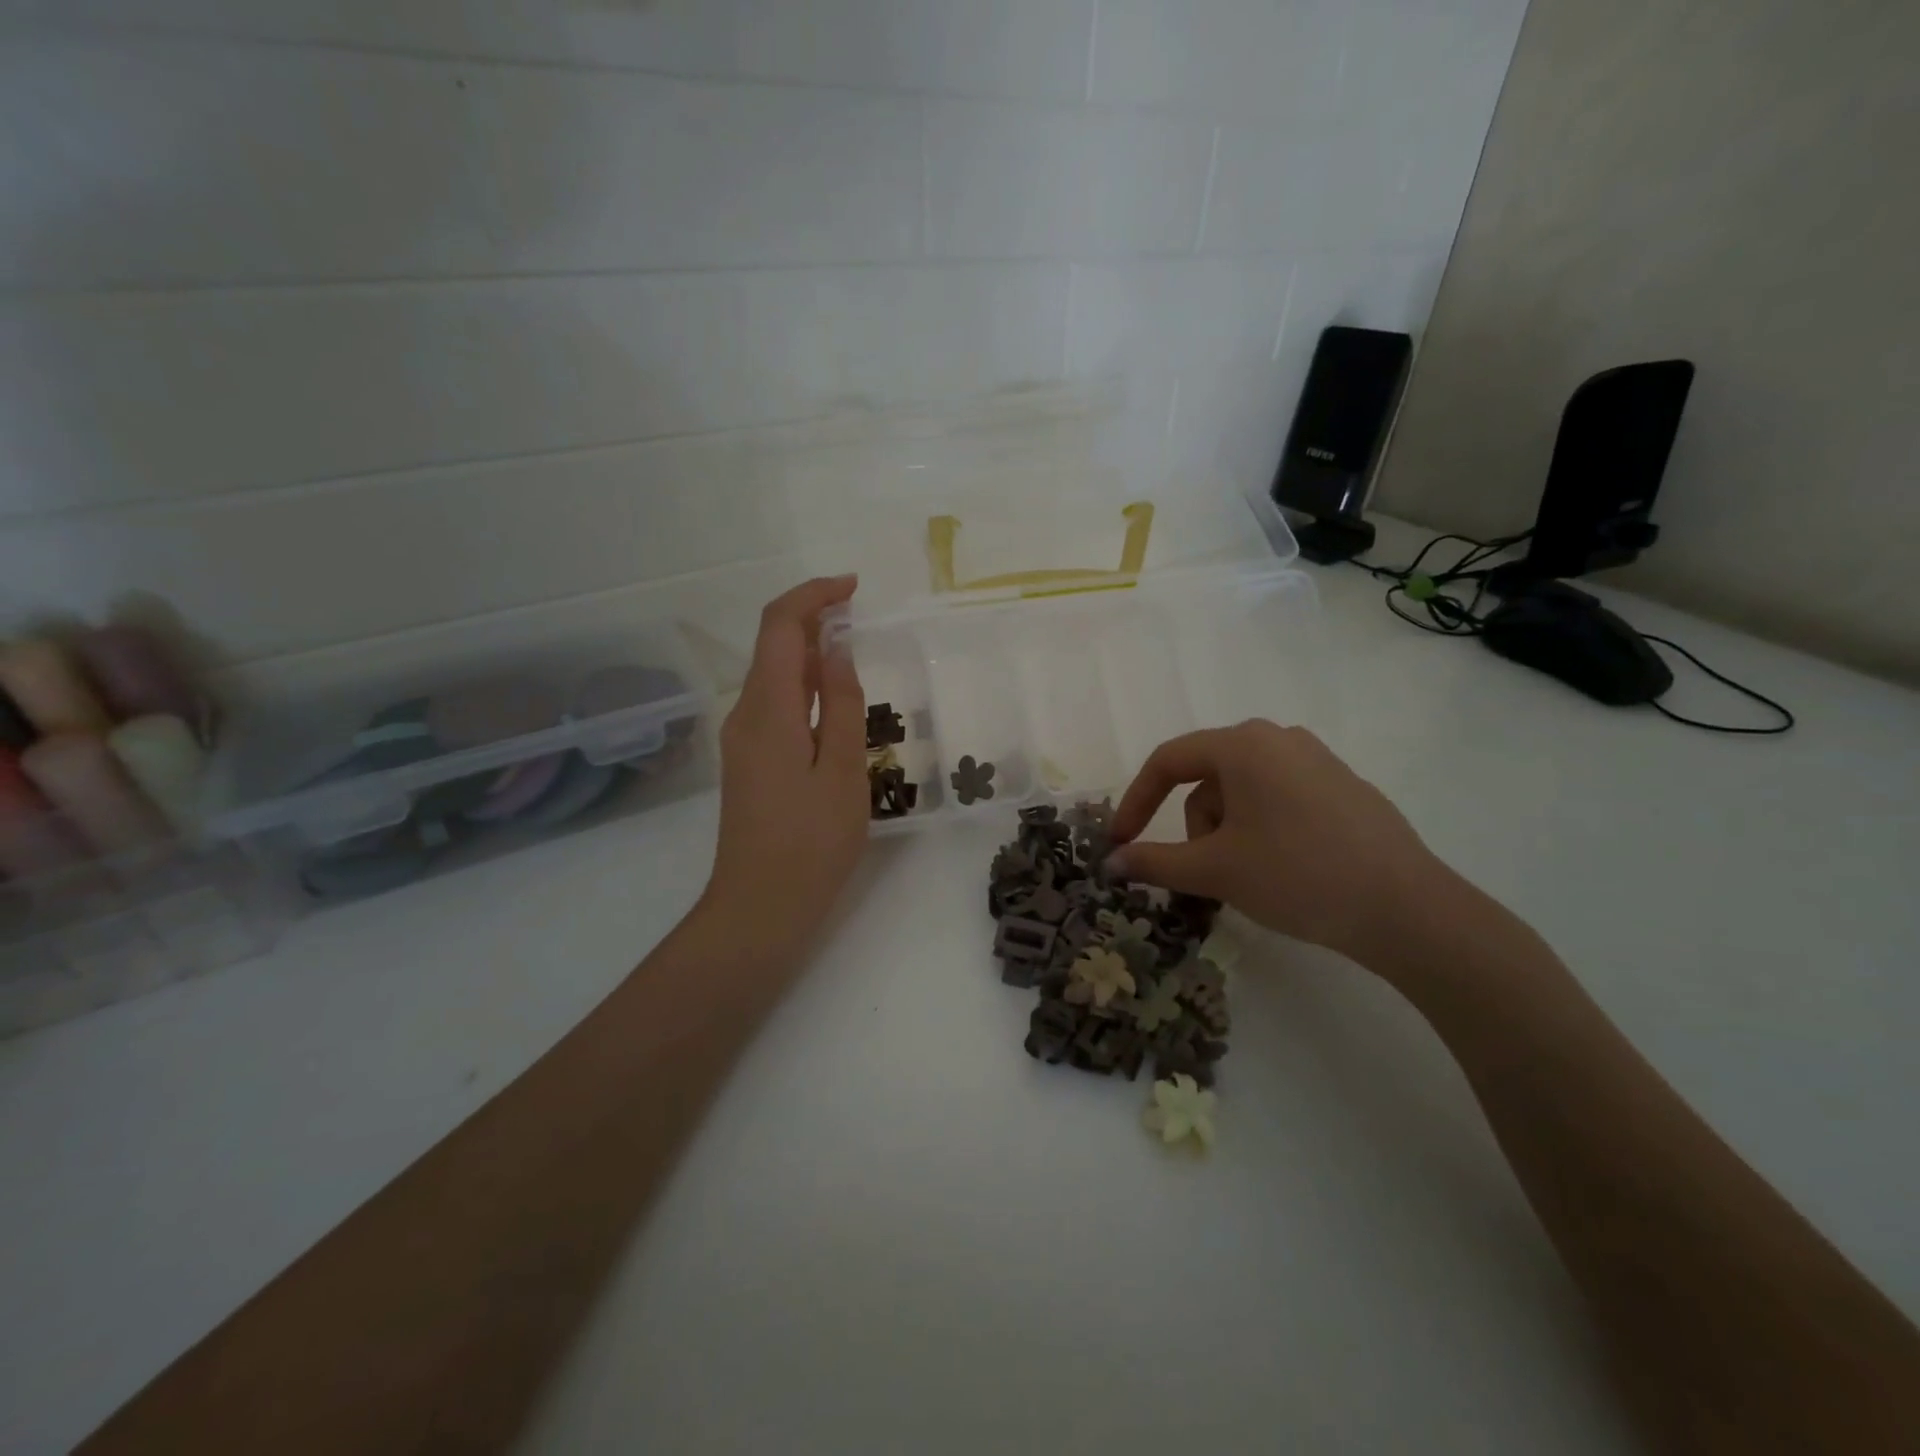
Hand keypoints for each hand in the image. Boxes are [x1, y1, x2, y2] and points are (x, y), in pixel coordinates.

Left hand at [700, 576, 868, 955]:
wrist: (760, 907)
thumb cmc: (812, 842)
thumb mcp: (842, 770)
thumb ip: (842, 703)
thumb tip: (837, 648)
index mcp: (768, 709)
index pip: (779, 626)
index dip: (813, 595)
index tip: (853, 588)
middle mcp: (745, 714)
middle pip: (771, 645)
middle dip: (812, 618)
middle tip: (860, 616)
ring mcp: (742, 739)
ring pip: (773, 675)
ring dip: (809, 652)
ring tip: (854, 654)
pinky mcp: (748, 761)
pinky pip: (775, 704)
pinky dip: (803, 686)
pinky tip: (834, 703)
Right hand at [1106, 720, 1446, 964]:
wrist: (1406, 909)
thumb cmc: (1296, 875)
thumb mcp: (1214, 870)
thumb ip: (1153, 861)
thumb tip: (1110, 863)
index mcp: (1243, 745)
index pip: (1168, 762)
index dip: (1136, 802)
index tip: (1121, 842)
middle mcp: (1278, 739)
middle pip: (1207, 778)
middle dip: (1195, 826)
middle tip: (1206, 873)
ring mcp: (1316, 760)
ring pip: (1242, 790)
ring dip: (1227, 831)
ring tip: (1249, 876)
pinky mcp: (1342, 786)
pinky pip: (1278, 798)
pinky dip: (1261, 829)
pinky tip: (1285, 868)